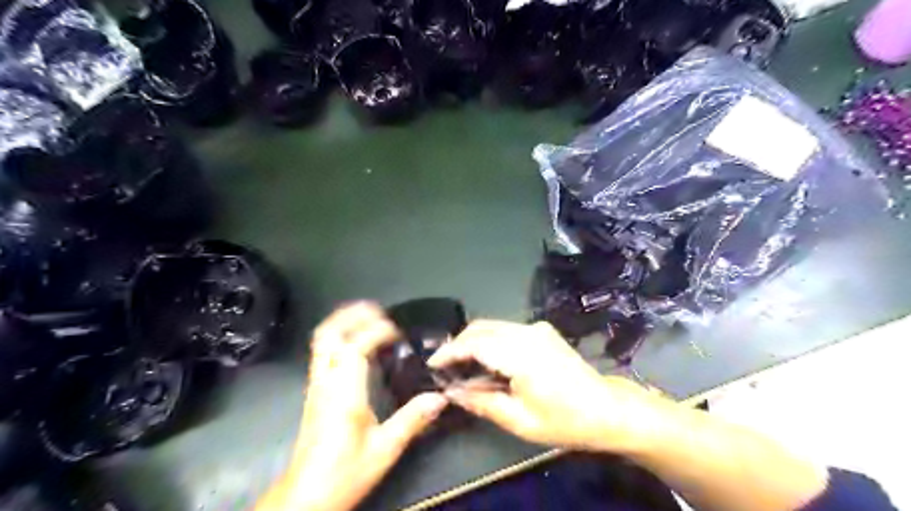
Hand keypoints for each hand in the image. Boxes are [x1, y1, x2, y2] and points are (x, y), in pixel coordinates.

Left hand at [260, 304, 446, 510]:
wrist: (306, 496)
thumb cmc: (345, 471)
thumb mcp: (385, 448)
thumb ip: (412, 419)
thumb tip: (439, 398)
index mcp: (343, 391)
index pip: (355, 346)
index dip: (376, 331)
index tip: (397, 331)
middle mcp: (325, 382)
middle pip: (328, 334)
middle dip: (352, 315)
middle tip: (378, 311)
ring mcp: (316, 385)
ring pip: (321, 341)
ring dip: (343, 323)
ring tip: (368, 318)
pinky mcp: (314, 392)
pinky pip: (322, 352)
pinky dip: (339, 337)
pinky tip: (356, 344)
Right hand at [428, 322, 665, 452]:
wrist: (607, 409)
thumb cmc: (564, 421)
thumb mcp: (519, 421)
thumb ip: (481, 402)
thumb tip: (452, 392)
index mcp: (521, 354)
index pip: (475, 343)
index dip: (450, 351)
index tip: (433, 363)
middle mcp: (527, 332)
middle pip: (481, 327)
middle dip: (459, 343)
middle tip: (445, 365)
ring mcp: (537, 328)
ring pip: (493, 326)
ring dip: (474, 340)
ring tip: (461, 365)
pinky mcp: (542, 330)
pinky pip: (506, 329)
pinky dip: (490, 340)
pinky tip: (486, 359)